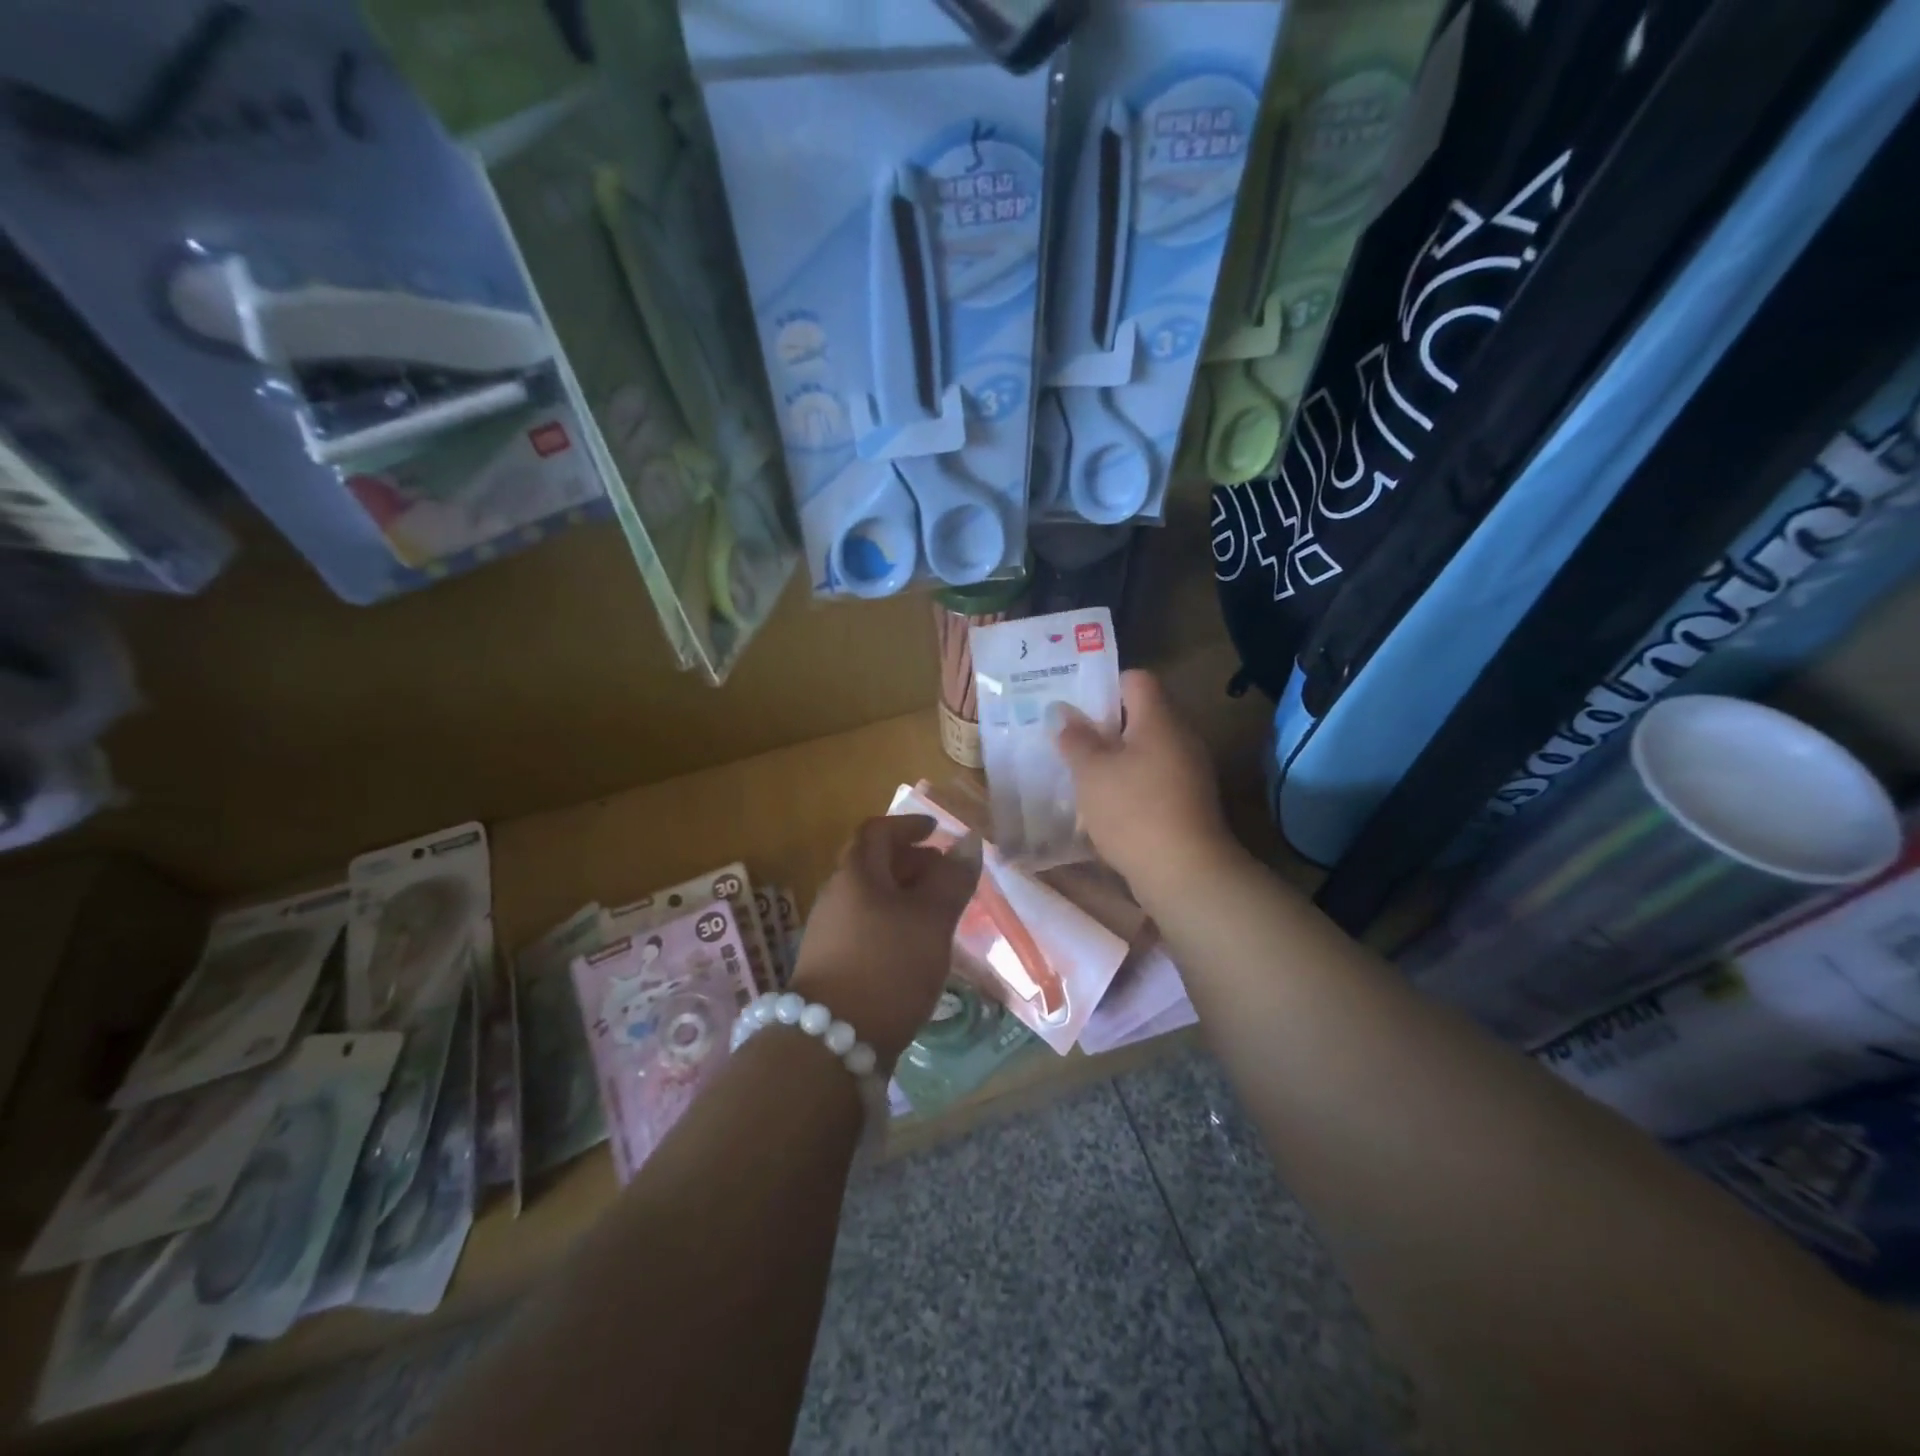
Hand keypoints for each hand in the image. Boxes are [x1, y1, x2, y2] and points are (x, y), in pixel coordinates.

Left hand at [791, 815, 980, 1065]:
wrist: (832, 1042)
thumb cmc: (888, 966)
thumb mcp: (931, 920)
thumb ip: (952, 879)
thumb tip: (967, 841)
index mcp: (856, 875)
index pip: (877, 831)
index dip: (907, 825)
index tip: (936, 831)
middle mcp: (837, 896)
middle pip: (873, 864)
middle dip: (911, 861)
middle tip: (946, 874)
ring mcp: (830, 931)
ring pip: (871, 898)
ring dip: (905, 895)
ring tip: (939, 912)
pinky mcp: (833, 963)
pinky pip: (867, 926)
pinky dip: (894, 922)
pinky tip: (916, 946)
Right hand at [1053, 670, 1235, 895]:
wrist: (1185, 872)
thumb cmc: (1133, 810)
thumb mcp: (1092, 772)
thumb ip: (1075, 739)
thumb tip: (1061, 712)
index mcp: (1159, 719)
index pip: (1137, 679)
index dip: (1105, 686)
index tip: (1076, 706)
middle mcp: (1180, 737)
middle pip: (1141, 716)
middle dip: (1104, 727)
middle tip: (1070, 740)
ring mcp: (1189, 771)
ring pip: (1146, 751)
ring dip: (1115, 759)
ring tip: (1081, 774)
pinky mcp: (1189, 802)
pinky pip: (1154, 779)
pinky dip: (1131, 785)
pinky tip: (1106, 806)